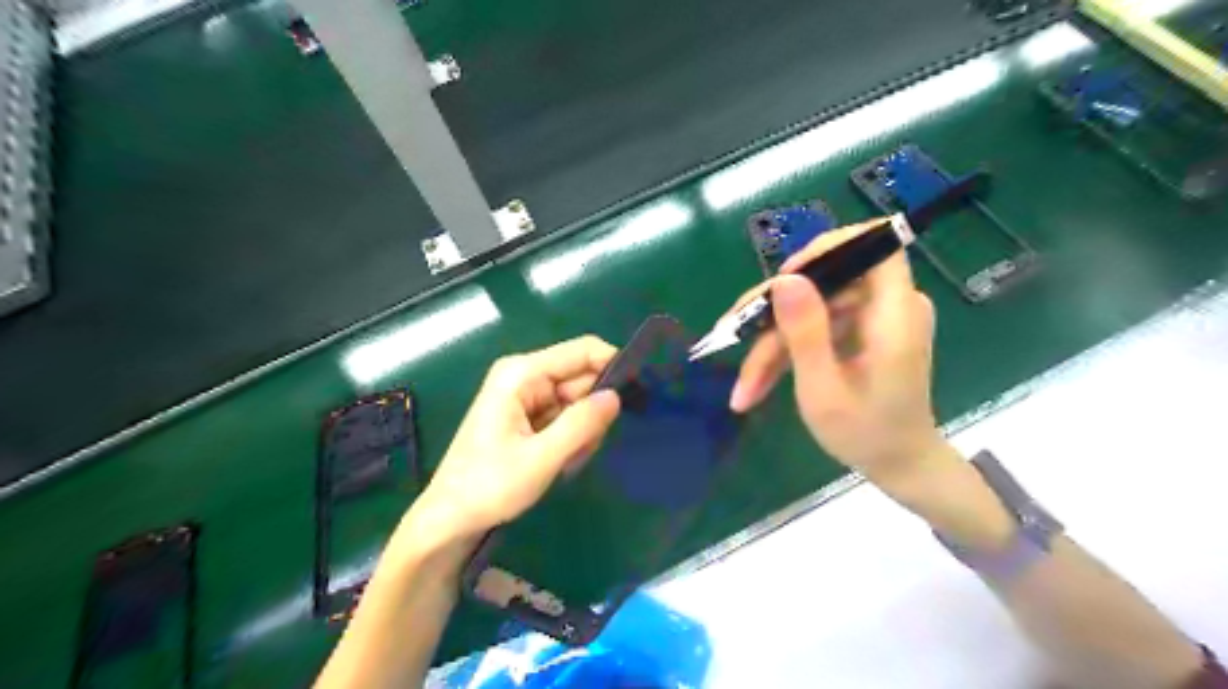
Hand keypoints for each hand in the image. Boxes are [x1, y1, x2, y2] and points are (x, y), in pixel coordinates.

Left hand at [411, 337, 623, 542]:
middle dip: (593, 412)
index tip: (637, 397)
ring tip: (567, 461)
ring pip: (578, 401)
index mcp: (522, 373)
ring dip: (583, 431)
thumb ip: (582, 425)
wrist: (451, 519)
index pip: (582, 351)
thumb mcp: (541, 458)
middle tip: (588, 448)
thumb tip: (616, 396)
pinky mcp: (528, 416)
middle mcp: (525, 376)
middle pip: (582, 378)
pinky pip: (566, 417)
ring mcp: (526, 396)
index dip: (613, 366)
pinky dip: (572, 438)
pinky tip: (560, 462)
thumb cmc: (489, 486)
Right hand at [722, 223, 941, 486]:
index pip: (874, 245)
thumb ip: (806, 332)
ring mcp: (874, 319)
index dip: (828, 249)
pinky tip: (759, 382)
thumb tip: (785, 279)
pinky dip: (787, 351)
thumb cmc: (866, 435)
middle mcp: (889, 306)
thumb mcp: (824, 389)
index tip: (786, 277)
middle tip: (733, 335)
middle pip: (825, 283)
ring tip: (745, 387)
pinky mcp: (861, 332)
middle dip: (775, 314)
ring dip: (773, 344)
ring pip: (811, 309)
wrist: (899, 466)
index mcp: (895, 314)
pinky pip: (817, 326)